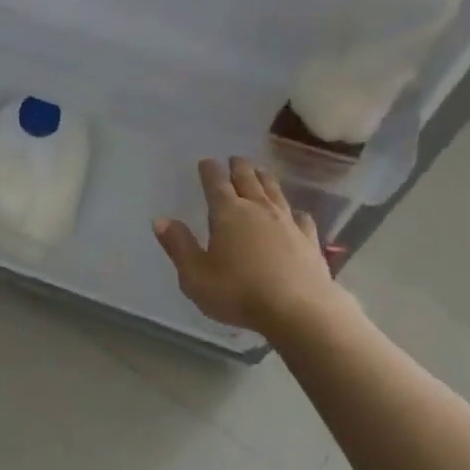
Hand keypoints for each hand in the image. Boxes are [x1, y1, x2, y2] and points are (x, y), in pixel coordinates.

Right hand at [153, 157, 338, 335]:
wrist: (298, 310)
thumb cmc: (239, 292)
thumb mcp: (195, 275)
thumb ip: (179, 246)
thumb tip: (160, 220)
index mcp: (227, 213)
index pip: (215, 182)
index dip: (209, 170)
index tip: (206, 161)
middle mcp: (258, 208)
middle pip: (247, 179)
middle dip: (238, 167)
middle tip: (234, 159)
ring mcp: (287, 222)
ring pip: (274, 191)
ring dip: (265, 178)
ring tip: (260, 171)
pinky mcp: (309, 239)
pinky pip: (301, 217)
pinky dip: (295, 211)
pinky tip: (296, 214)